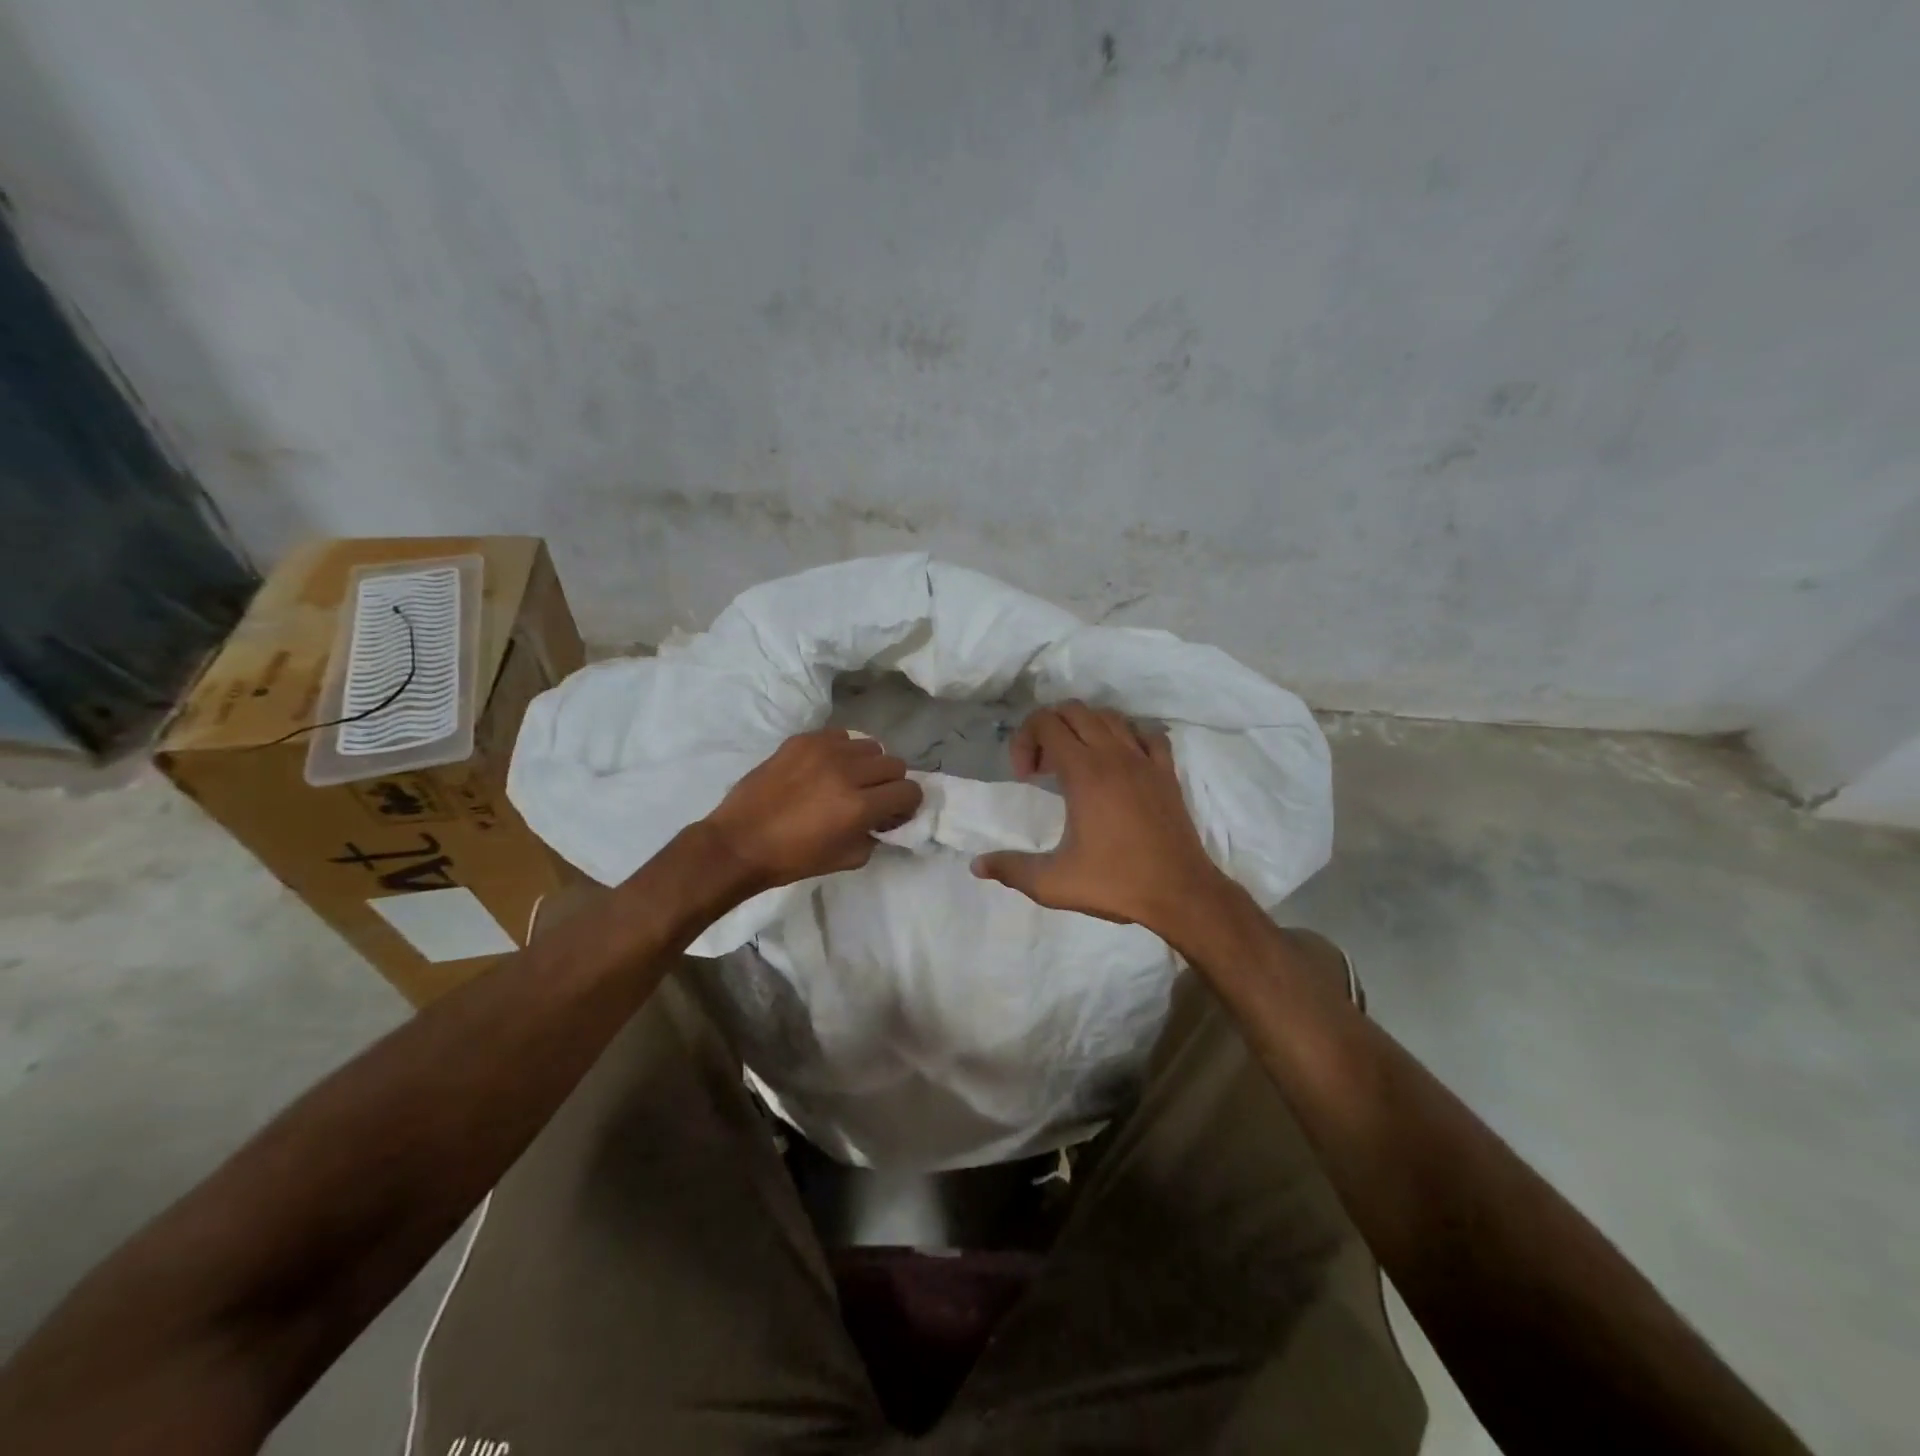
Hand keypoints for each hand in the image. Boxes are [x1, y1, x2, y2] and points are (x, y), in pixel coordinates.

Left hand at [702, 730, 921, 893]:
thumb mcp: (847, 859)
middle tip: (872, 798)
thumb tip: (884, 820)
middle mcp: (848, 772)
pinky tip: (825, 768)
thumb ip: (874, 836)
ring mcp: (824, 750)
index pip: (910, 791)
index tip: (893, 813)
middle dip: (890, 784)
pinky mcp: (803, 740)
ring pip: (870, 746)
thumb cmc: (793, 858)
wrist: (739, 842)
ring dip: (867, 765)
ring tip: (848, 780)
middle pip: (895, 764)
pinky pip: (840, 736)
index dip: (907, 805)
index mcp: (860, 806)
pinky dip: (842, 751)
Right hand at [971, 702, 1237, 937]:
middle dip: (1048, 728)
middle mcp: (1113, 755)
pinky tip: (1119, 762)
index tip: (1025, 776)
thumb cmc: (1115, 883)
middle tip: (1042, 768)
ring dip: (1084, 728)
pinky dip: (1126, 737)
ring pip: (1109, 717)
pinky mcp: (1166, 772)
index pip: (1046, 722)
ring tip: (1075, 763)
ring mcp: (1145, 760)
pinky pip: (1146, 734)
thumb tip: (977, 865)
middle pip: (1074, 710)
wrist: (1180, 893)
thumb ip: (1011, 870)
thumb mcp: (1053, 883)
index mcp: (1084, 772)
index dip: (1024, 739)